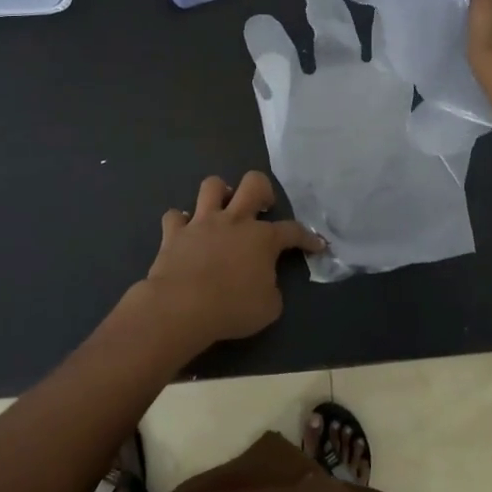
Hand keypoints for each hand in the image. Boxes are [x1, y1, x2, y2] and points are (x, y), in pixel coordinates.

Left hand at [126, 171, 322, 354]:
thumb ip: (272, 288)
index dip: (308, 237)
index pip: (293, 230)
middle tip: (262, 208)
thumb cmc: (232, 308)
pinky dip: (180, 222)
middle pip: (253, 183)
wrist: (182, 307)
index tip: (317, 245)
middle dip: (263, 190)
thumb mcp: (269, 307)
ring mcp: (202, 222)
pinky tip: (185, 231)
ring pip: (212, 186)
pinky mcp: (174, 233)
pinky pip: (174, 216)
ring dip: (219, 194)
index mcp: (262, 238)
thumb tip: (265, 283)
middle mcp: (234, 220)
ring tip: (223, 209)